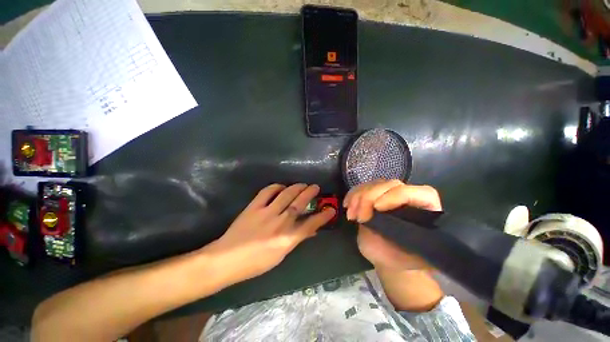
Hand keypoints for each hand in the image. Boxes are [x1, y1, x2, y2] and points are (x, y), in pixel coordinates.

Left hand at [207, 183, 335, 284]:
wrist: (227, 259)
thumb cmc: (256, 263)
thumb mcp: (281, 255)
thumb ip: (296, 240)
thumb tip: (311, 231)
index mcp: (287, 239)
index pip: (311, 224)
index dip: (323, 216)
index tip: (331, 209)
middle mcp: (280, 223)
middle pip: (300, 203)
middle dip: (310, 193)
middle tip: (316, 187)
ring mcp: (267, 213)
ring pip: (286, 194)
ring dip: (297, 187)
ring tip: (302, 184)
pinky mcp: (254, 207)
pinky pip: (268, 192)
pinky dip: (276, 187)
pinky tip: (281, 186)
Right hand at [343, 180, 441, 270]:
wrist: (389, 256)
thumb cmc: (403, 258)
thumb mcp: (410, 255)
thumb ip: (409, 239)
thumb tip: (393, 223)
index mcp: (427, 210)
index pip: (420, 193)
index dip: (396, 196)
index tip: (377, 209)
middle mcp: (409, 196)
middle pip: (390, 184)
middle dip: (370, 198)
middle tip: (360, 218)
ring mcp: (389, 193)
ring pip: (373, 184)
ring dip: (358, 197)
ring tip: (351, 216)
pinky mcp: (374, 194)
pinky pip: (361, 187)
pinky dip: (352, 195)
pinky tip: (347, 206)